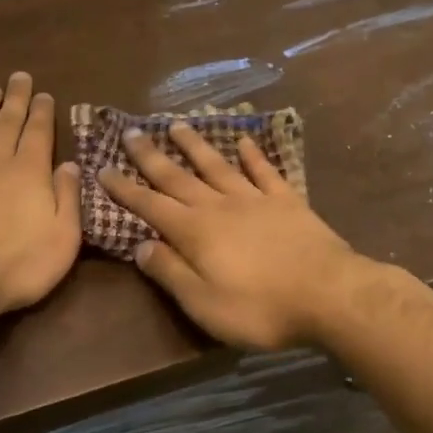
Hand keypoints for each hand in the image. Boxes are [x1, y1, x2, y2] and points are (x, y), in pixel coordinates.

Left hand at [0, 74, 82, 318]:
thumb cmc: (18, 265)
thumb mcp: (63, 238)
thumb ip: (68, 198)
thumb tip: (70, 164)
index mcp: (29, 173)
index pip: (38, 133)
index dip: (42, 112)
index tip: (44, 94)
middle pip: (6, 124)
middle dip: (15, 99)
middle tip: (19, 77)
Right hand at [98, 122, 366, 348]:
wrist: (328, 294)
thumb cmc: (260, 308)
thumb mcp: (204, 303)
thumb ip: (170, 272)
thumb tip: (141, 245)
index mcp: (195, 232)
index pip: (150, 205)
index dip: (124, 189)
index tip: (103, 168)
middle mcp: (219, 206)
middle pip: (179, 177)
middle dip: (151, 156)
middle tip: (132, 132)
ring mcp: (255, 199)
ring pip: (218, 166)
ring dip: (196, 145)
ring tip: (177, 124)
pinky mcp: (287, 201)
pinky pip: (265, 171)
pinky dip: (253, 155)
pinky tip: (244, 140)